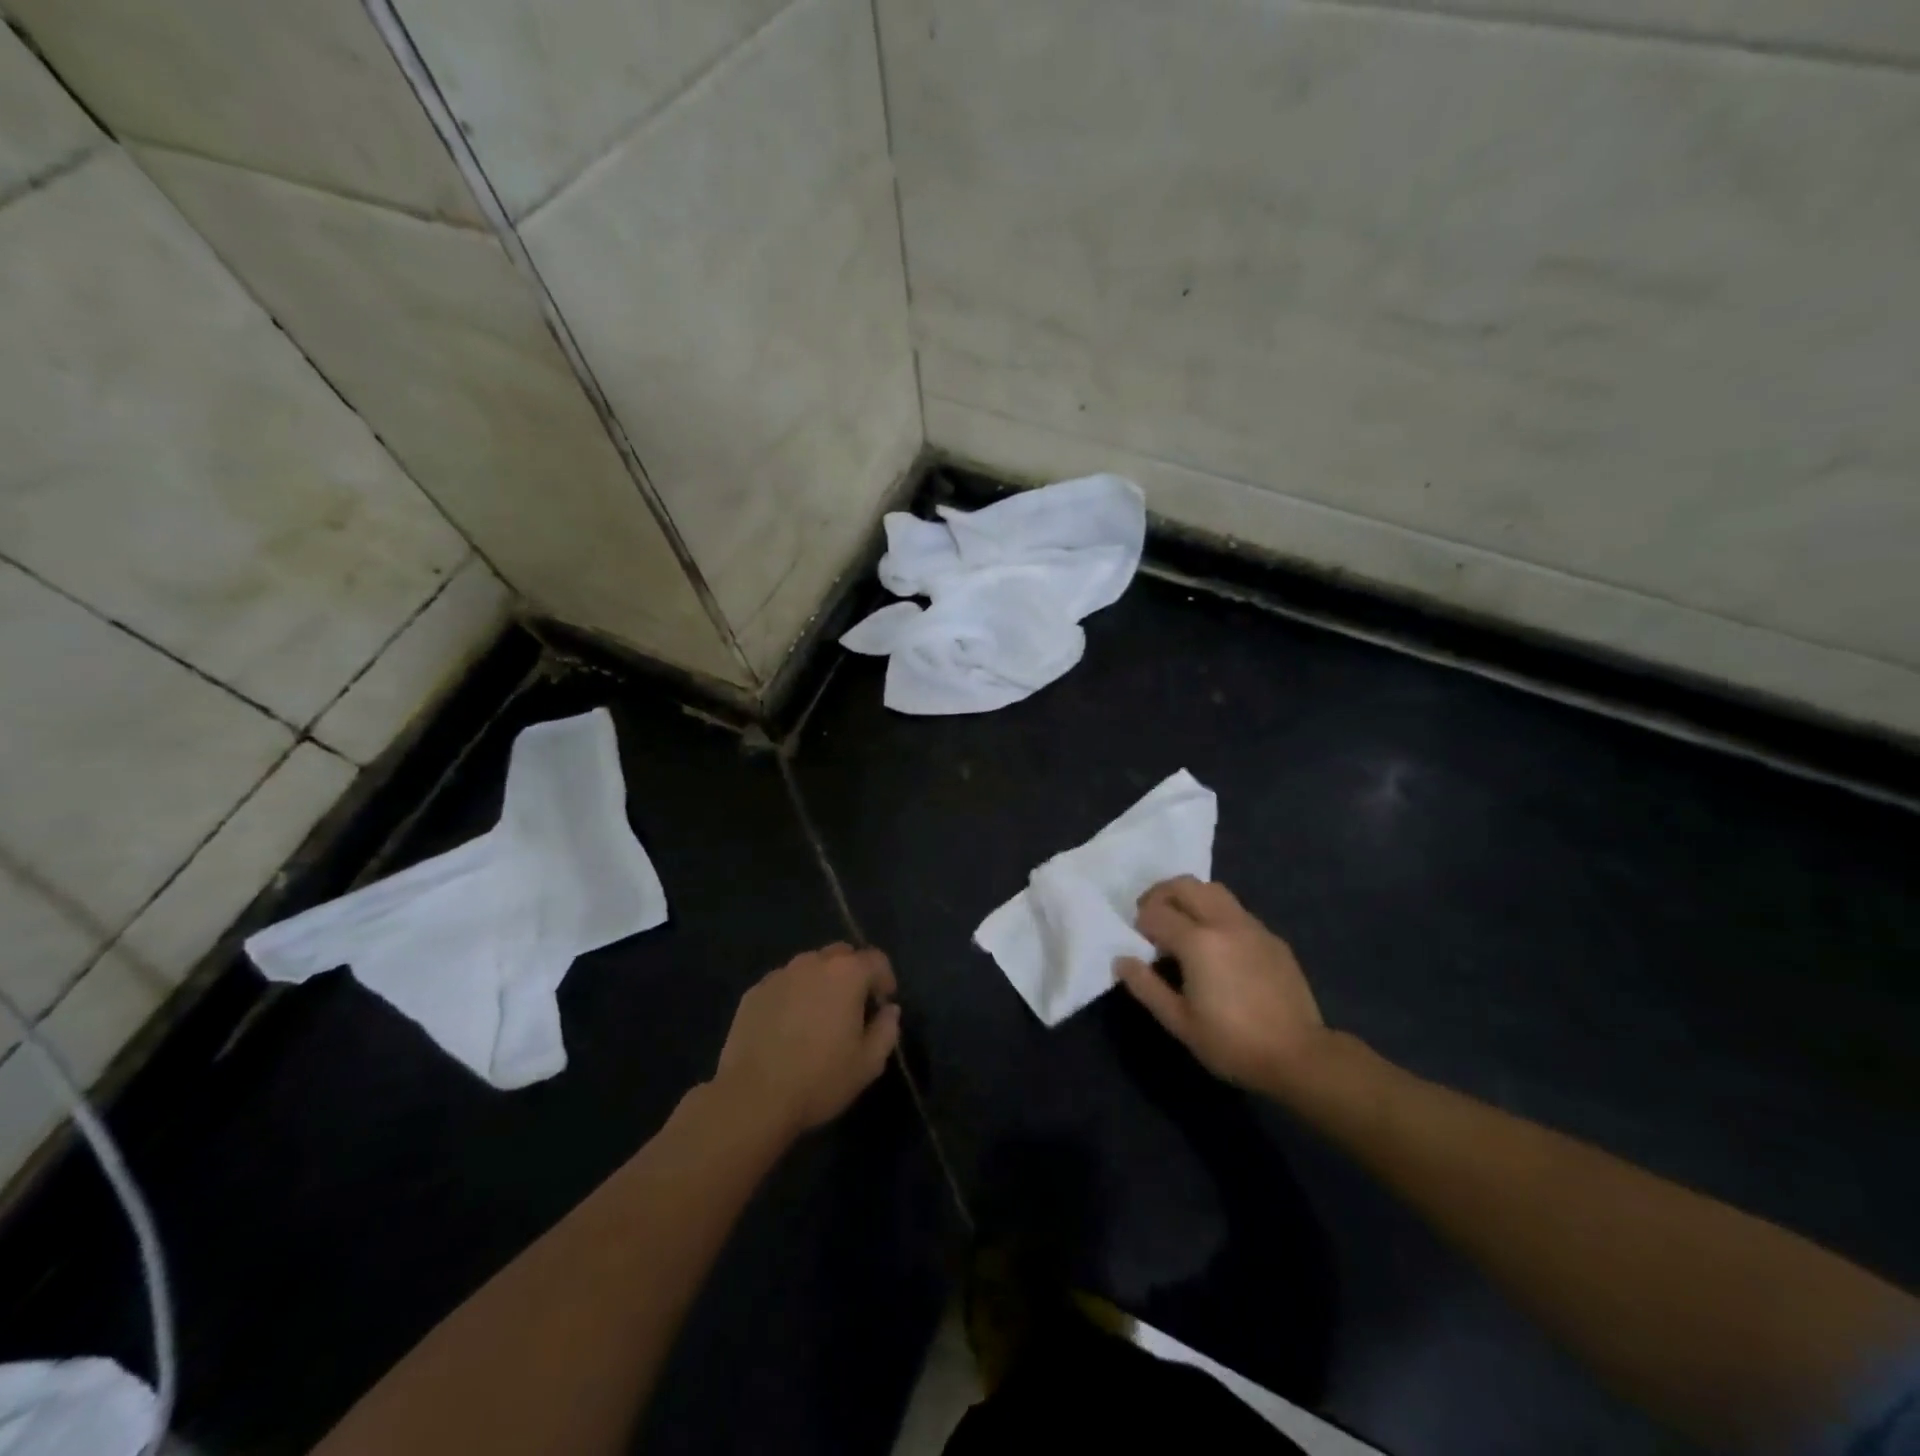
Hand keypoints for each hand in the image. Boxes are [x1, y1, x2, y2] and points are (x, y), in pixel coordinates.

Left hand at [713, 943, 900, 1137]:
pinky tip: (787, 1026)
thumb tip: (889, 1011)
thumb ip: (886, 1030)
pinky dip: (792, 995)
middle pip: (841, 954)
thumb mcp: (868, 1064)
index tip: (883, 1003)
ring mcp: (779, 975)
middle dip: (852, 973)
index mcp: (847, 974)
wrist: (752, 1097)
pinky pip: (783, 984)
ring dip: (820, 982)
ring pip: (809, 967)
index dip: (885, 979)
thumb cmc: (819, 1079)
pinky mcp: (754, 992)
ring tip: (817, 1016)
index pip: (876, 959)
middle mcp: (813, 963)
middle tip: (852, 1007)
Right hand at [1115, 877, 1335, 1100]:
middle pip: (1185, 885)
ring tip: (1182, 925)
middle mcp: (1224, 923)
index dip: (1141, 923)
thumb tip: (1122, 959)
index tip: (1139, 943)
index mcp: (1198, 942)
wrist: (1299, 1057)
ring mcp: (1252, 927)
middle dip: (1161, 894)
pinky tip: (1217, 946)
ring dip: (1190, 898)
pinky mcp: (1272, 938)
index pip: (1156, 913)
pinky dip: (1215, 914)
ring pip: (1214, 890)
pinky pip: (1236, 911)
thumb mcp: (1179, 1022)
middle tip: (1152, 918)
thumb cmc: (1232, 1043)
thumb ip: (1146, 986)